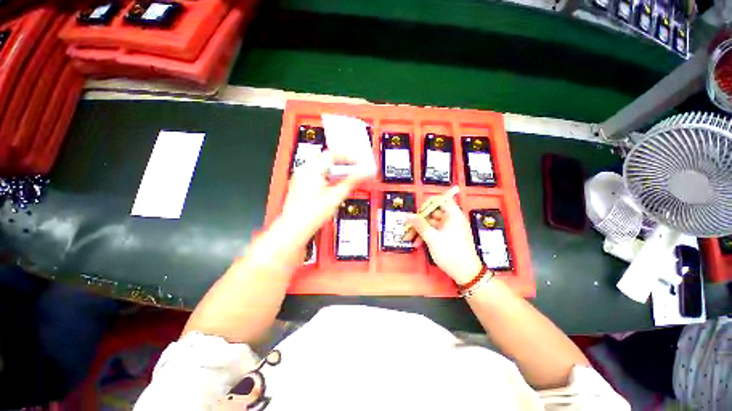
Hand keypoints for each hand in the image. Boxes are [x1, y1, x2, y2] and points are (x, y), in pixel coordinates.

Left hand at [280, 151, 369, 241]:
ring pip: (320, 166)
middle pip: (326, 159)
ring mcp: (299, 177)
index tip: (356, 162)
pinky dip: (326, 176)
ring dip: (334, 170)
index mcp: (312, 169)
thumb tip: (360, 174)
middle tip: (353, 169)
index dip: (347, 157)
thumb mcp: (336, 197)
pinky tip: (332, 184)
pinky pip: (314, 174)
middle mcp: (304, 170)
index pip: (332, 154)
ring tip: (345, 177)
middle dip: (341, 163)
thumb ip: (350, 182)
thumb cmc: (310, 214)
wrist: (295, 227)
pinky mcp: (299, 185)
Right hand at [406, 198, 482, 284]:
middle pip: (433, 213)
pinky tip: (418, 244)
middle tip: (409, 228)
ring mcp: (451, 228)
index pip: (441, 200)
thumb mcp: (432, 238)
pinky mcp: (448, 237)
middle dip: (420, 221)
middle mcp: (453, 219)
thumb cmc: (450, 252)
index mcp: (453, 215)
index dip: (428, 203)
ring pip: (432, 224)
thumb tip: (408, 216)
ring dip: (420, 230)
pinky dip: (426, 236)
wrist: (466, 273)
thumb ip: (419, 225)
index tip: (419, 212)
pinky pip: (435, 231)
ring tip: (410, 239)